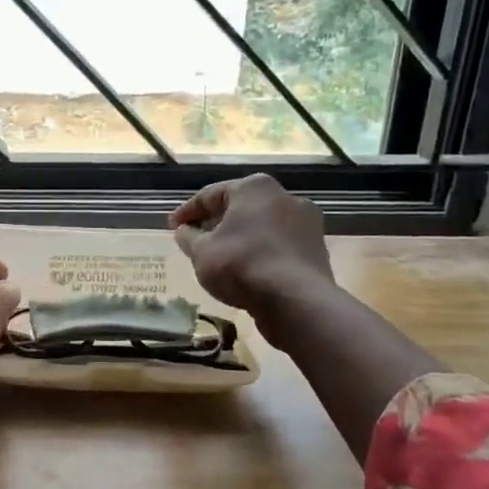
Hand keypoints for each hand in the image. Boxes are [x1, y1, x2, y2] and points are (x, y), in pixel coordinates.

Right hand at [170, 174, 332, 328]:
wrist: (296, 300)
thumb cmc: (241, 265)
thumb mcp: (201, 252)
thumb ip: (189, 238)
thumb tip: (184, 231)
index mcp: (254, 188)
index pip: (210, 195)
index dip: (187, 212)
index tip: (171, 226)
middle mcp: (284, 196)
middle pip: (239, 207)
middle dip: (216, 223)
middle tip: (195, 240)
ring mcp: (306, 222)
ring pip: (261, 226)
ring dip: (240, 238)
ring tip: (221, 257)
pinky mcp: (317, 248)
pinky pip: (278, 245)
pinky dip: (260, 252)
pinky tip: (247, 270)